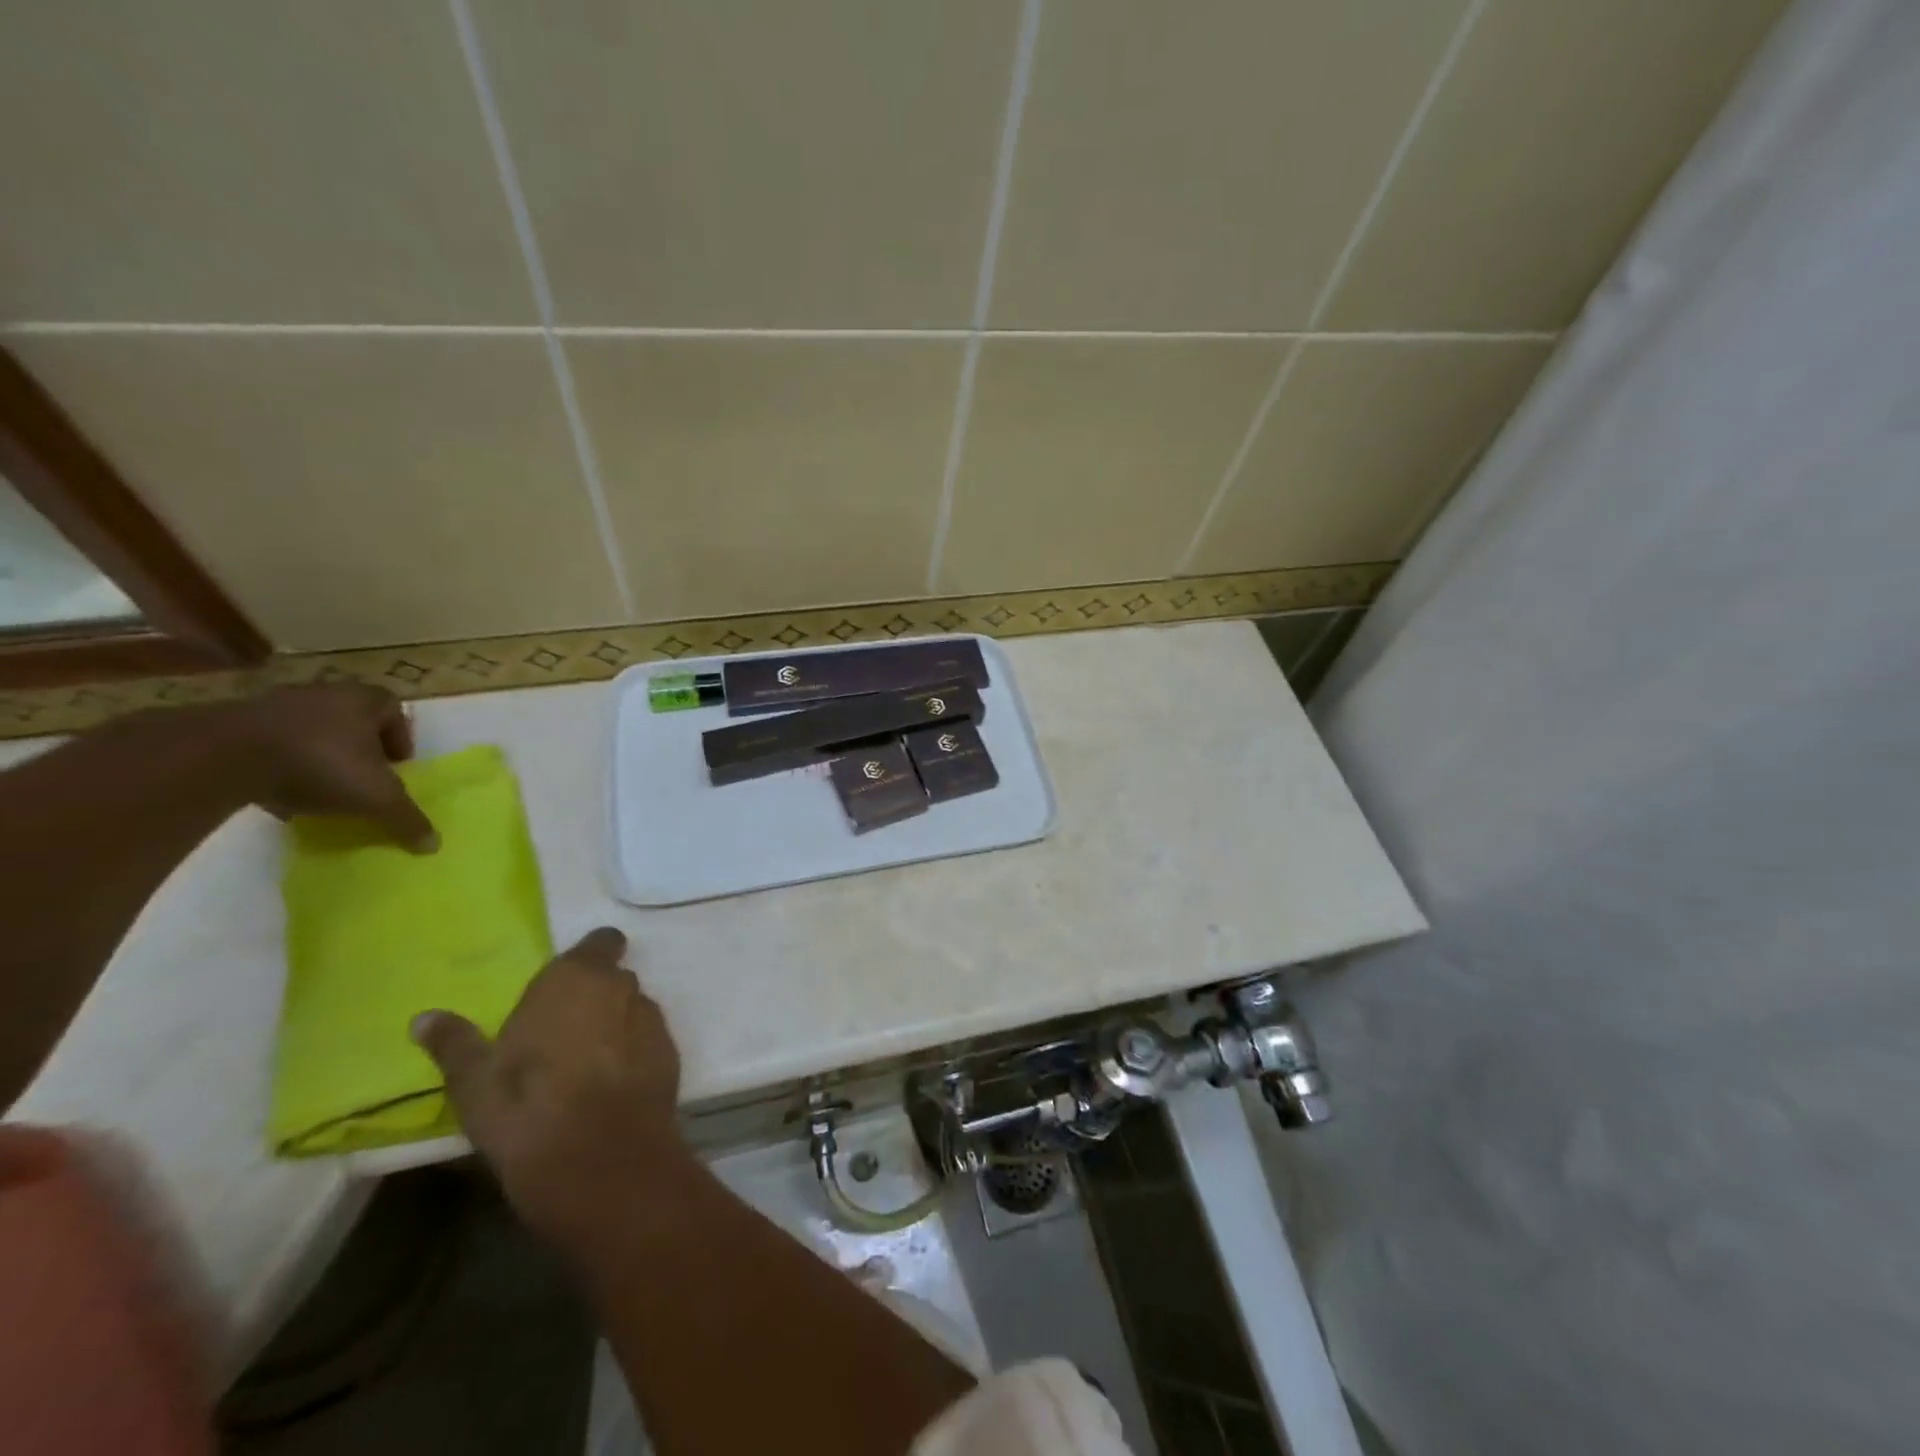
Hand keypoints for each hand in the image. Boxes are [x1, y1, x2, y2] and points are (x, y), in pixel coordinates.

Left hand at [236, 683, 436, 851]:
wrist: (223, 755)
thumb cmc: (321, 764)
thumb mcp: (376, 798)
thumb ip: (406, 818)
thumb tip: (433, 845)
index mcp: (365, 700)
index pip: (394, 710)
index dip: (399, 738)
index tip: (396, 766)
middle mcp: (325, 693)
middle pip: (352, 718)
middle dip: (359, 746)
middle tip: (361, 776)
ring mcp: (276, 704)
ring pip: (310, 729)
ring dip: (318, 754)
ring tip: (319, 787)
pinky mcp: (234, 721)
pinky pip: (269, 741)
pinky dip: (278, 762)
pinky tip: (278, 790)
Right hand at [410, 928, 686, 1244]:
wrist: (600, 1158)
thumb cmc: (527, 1107)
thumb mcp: (474, 1080)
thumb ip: (454, 1042)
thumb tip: (424, 1018)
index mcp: (577, 977)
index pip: (599, 942)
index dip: (587, 957)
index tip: (563, 985)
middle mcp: (622, 986)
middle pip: (612, 979)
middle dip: (592, 998)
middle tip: (559, 1035)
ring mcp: (652, 1019)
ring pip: (631, 1010)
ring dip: (614, 1026)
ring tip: (582, 1067)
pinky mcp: (670, 1053)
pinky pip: (647, 1042)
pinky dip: (632, 1055)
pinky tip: (608, 1089)